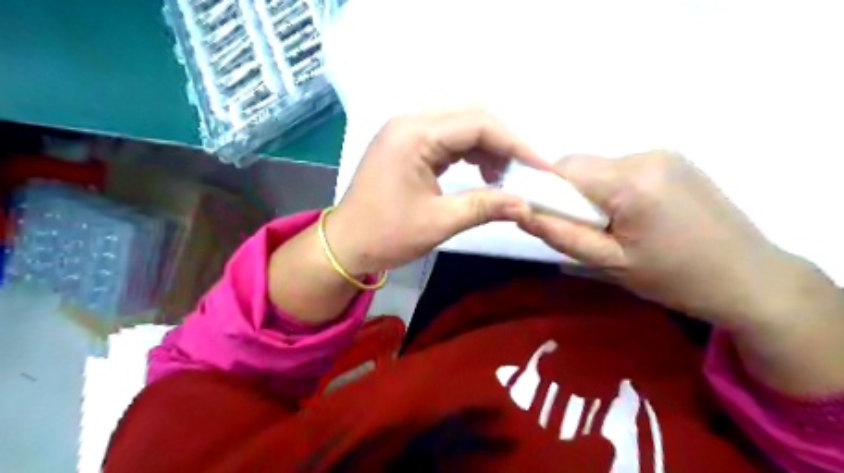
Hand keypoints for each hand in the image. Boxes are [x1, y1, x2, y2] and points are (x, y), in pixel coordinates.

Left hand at [324, 110, 547, 274]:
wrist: (345, 244)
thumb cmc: (385, 235)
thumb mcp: (439, 222)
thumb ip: (484, 206)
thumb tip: (526, 205)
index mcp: (415, 134)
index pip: (478, 124)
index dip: (516, 144)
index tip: (541, 167)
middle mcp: (410, 122)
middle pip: (471, 116)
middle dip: (503, 142)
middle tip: (524, 172)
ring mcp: (406, 130)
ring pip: (461, 124)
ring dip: (488, 146)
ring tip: (503, 177)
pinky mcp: (407, 143)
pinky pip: (447, 137)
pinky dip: (470, 152)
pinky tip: (482, 172)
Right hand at [519, 149, 842, 394]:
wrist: (749, 277)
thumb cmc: (674, 277)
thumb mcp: (610, 264)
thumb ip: (562, 235)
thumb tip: (519, 212)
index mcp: (631, 182)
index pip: (564, 169)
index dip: (548, 190)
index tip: (553, 218)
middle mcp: (646, 155)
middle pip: (582, 165)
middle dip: (571, 193)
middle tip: (589, 229)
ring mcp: (663, 153)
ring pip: (601, 166)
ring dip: (594, 191)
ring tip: (616, 225)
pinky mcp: (674, 159)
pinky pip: (623, 167)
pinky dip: (615, 187)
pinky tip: (637, 213)